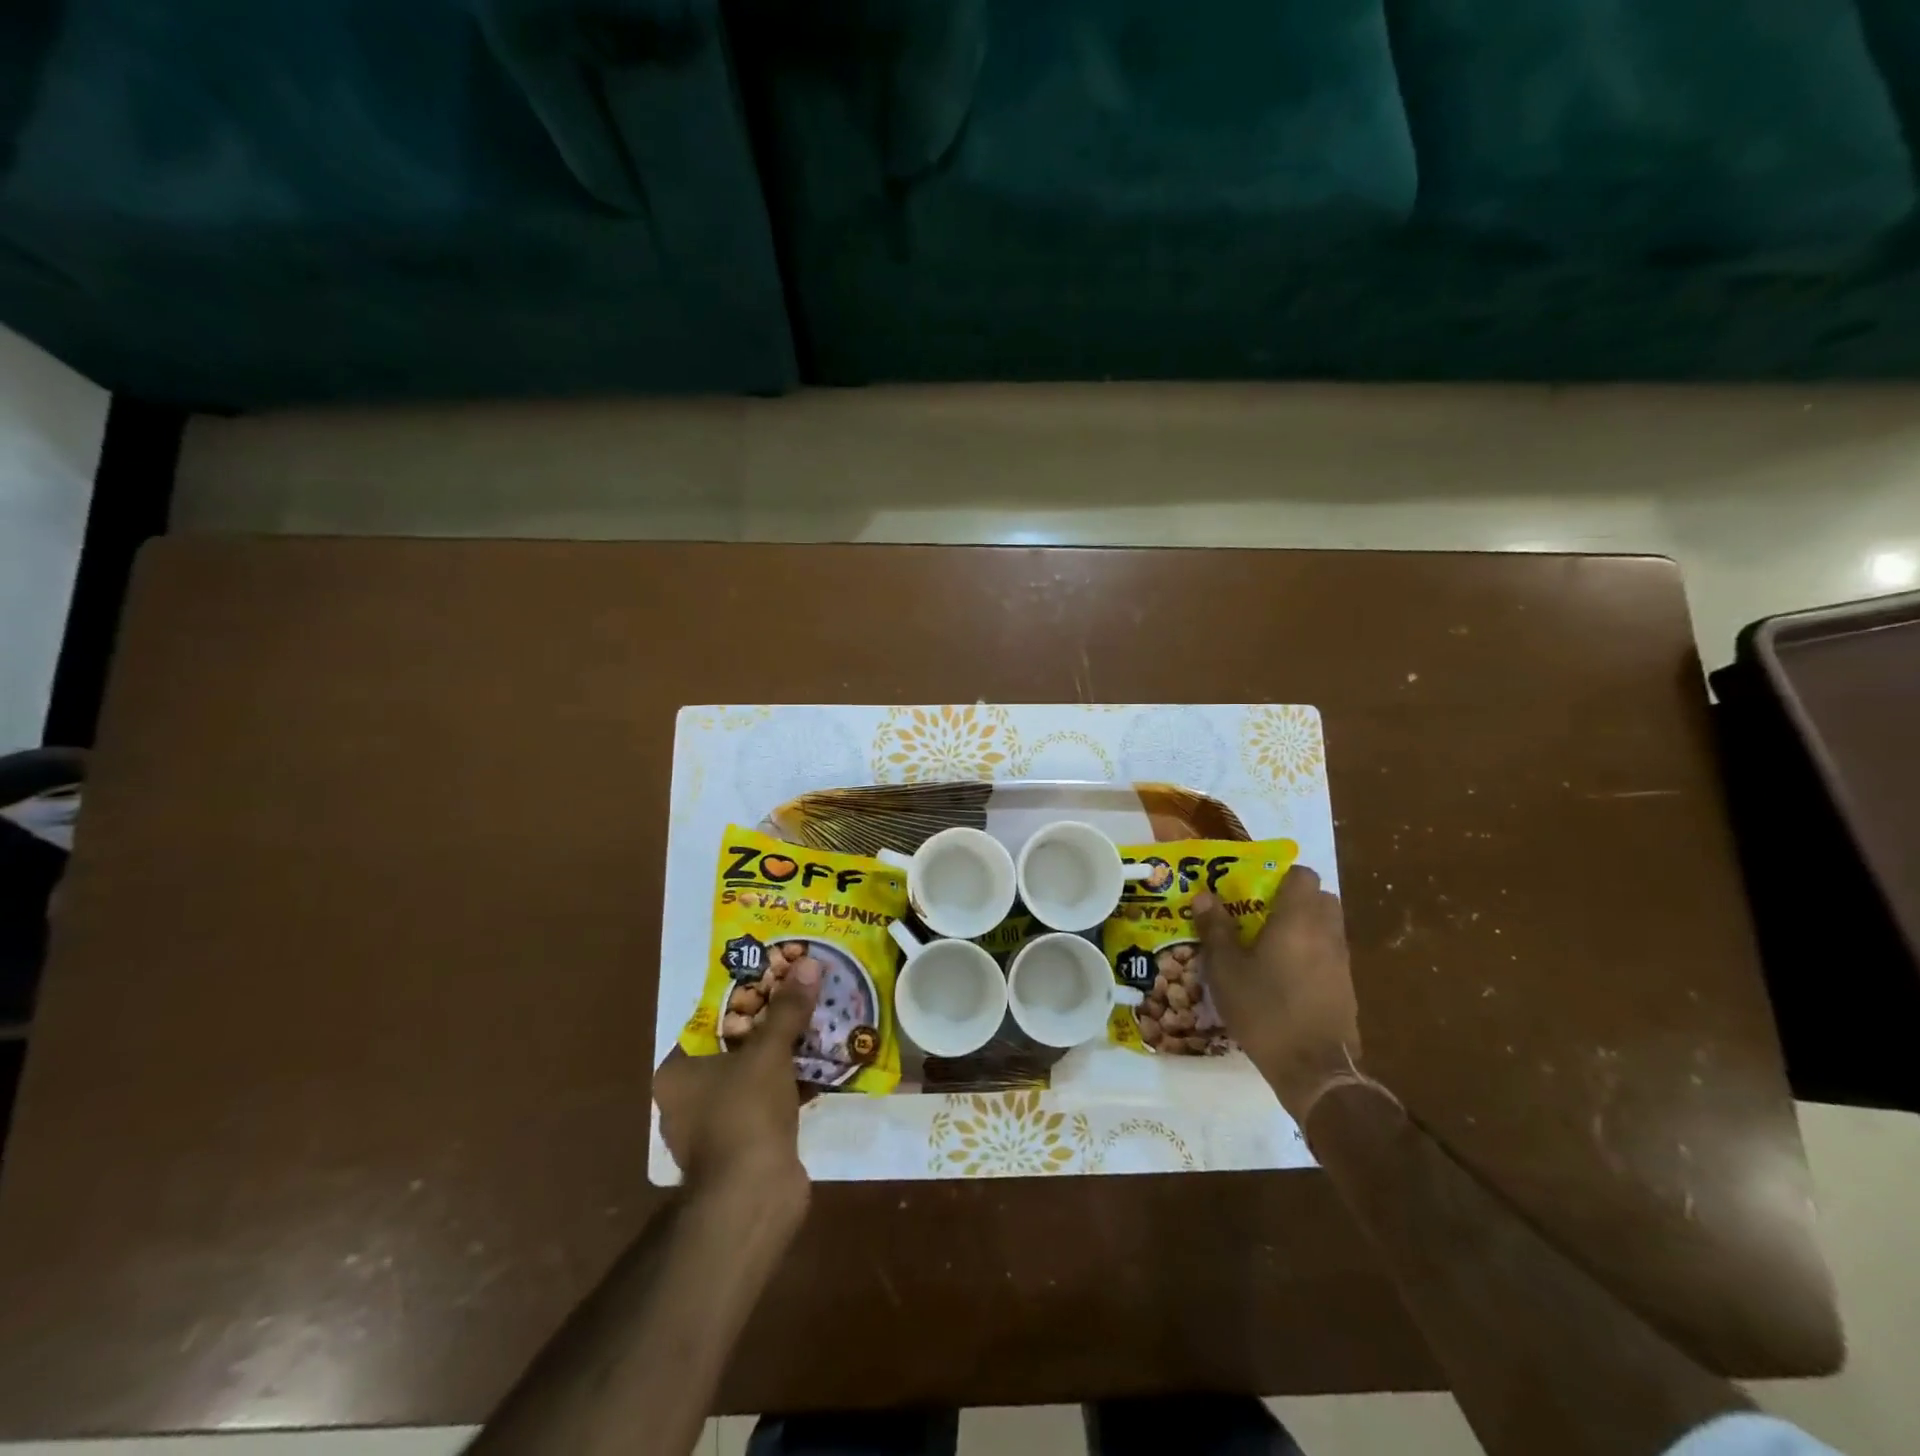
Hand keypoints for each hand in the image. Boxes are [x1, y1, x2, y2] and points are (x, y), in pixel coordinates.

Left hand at [654, 958, 820, 1193]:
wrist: (752, 1199)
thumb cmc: (745, 1114)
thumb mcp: (768, 1051)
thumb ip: (787, 1009)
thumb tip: (808, 964)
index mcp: (678, 1072)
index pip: (712, 1021)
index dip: (747, 996)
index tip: (778, 977)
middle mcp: (689, 1098)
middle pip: (738, 1045)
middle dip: (773, 1024)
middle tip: (804, 996)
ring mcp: (717, 1126)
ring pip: (757, 1074)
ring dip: (787, 1055)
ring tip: (820, 1024)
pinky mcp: (746, 1146)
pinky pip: (771, 1101)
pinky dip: (794, 1085)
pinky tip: (825, 1066)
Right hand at [1194, 865, 1359, 1120]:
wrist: (1314, 1069)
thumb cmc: (1265, 1010)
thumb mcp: (1226, 969)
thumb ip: (1216, 929)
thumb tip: (1204, 895)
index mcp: (1297, 919)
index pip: (1302, 875)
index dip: (1280, 876)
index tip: (1254, 889)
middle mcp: (1326, 932)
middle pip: (1320, 898)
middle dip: (1294, 900)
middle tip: (1261, 914)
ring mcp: (1341, 961)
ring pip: (1326, 926)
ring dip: (1303, 927)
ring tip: (1269, 945)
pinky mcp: (1346, 987)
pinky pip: (1329, 954)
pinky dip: (1311, 954)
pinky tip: (1284, 976)